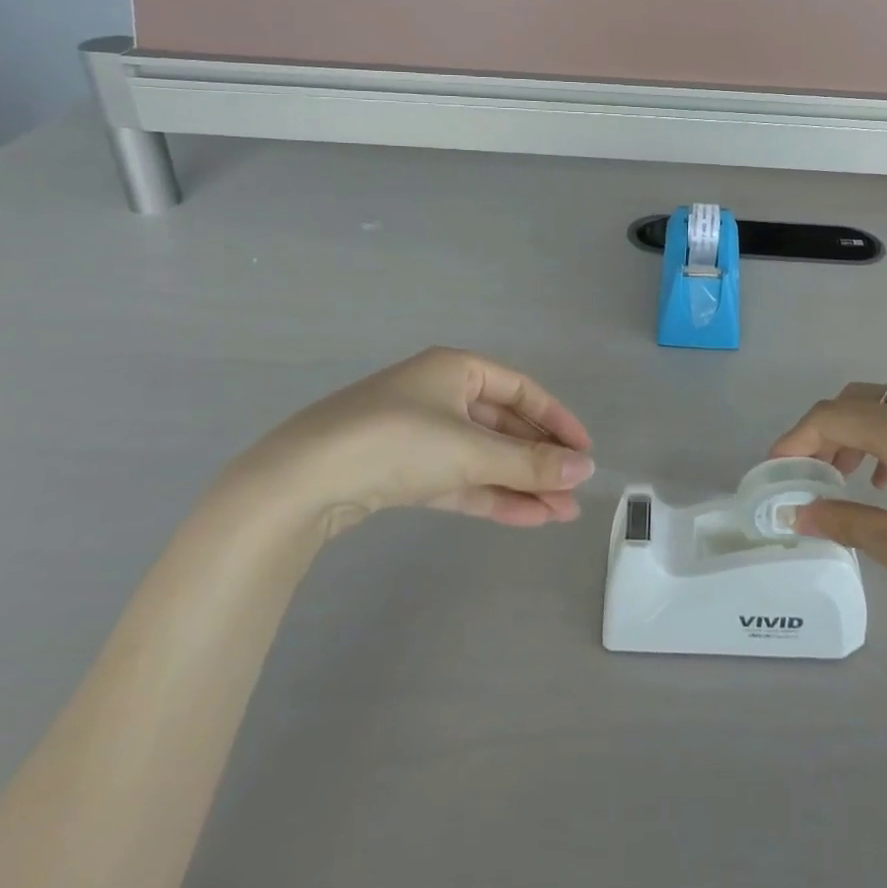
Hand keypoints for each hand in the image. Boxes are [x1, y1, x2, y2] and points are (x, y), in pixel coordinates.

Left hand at [236, 348, 593, 533]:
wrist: (301, 481)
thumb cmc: (396, 441)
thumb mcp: (471, 449)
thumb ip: (529, 462)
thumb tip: (585, 469)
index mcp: (457, 369)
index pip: (522, 390)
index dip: (557, 419)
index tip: (584, 452)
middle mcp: (441, 395)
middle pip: (504, 427)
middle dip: (539, 460)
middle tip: (574, 493)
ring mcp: (420, 435)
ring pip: (483, 457)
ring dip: (520, 483)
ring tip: (560, 513)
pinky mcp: (402, 472)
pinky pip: (459, 479)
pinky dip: (489, 496)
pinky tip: (525, 517)